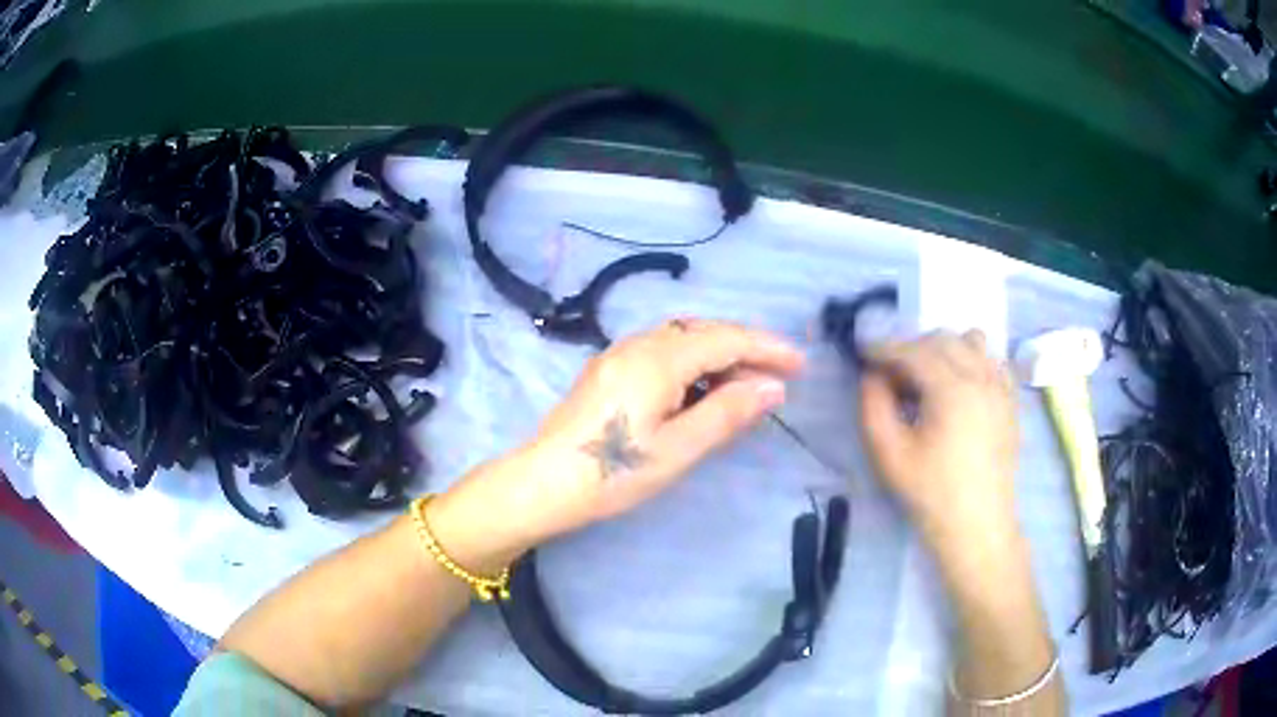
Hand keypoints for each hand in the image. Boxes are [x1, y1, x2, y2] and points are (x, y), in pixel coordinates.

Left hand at [518, 318, 803, 538]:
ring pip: (681, 338)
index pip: (725, 339)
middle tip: (777, 377)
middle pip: (703, 331)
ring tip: (745, 384)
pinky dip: (692, 362)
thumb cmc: (612, 472)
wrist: (542, 483)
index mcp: (658, 359)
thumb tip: (772, 388)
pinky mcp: (608, 370)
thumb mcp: (678, 449)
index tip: (800, 365)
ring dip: (718, 353)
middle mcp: (638, 345)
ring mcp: (618, 355)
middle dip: (745, 348)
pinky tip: (701, 388)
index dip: (766, 348)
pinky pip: (661, 351)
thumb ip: (727, 413)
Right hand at [859, 330, 1020, 558]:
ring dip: (945, 349)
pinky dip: (973, 361)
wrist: (977, 526)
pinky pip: (993, 361)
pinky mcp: (1010, 402)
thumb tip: (872, 375)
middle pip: (943, 339)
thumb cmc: (931, 494)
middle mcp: (981, 378)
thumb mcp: (889, 455)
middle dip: (912, 347)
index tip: (863, 352)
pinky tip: (960, 386)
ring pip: (972, 342)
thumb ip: (874, 407)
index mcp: (952, 389)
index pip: (914, 351)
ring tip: (928, 377)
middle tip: (892, 375)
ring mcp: (1001, 388)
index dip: (885, 348)